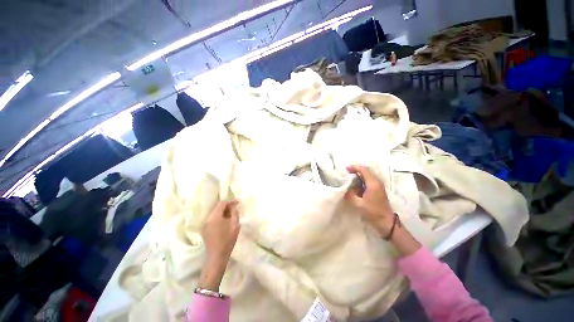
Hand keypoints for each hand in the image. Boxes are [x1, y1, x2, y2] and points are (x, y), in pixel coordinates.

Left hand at [201, 200, 240, 262]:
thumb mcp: (235, 225)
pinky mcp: (204, 230)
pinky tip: (225, 222)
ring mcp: (205, 225)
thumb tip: (234, 206)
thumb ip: (234, 213)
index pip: (221, 203)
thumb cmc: (228, 240)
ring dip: (223, 212)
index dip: (230, 201)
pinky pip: (212, 219)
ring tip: (231, 215)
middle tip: (235, 208)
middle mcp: (207, 219)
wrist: (217, 256)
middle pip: (217, 207)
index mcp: (214, 217)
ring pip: (214, 213)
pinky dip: (219, 217)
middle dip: (226, 206)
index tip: (238, 203)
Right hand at [345, 165, 394, 236]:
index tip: (345, 169)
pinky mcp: (377, 190)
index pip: (363, 170)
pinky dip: (360, 181)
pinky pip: (368, 181)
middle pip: (365, 171)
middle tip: (345, 174)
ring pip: (366, 176)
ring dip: (357, 176)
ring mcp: (378, 186)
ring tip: (348, 179)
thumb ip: (350, 194)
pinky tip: (354, 186)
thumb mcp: (358, 204)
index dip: (354, 167)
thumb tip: (344, 188)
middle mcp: (376, 182)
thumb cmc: (373, 212)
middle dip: (355, 171)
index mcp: (373, 183)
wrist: (386, 222)